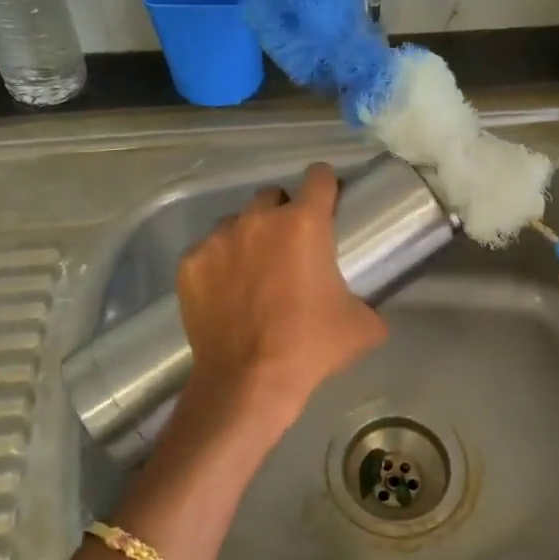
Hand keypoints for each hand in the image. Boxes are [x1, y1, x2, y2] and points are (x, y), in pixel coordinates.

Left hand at [173, 162, 389, 434]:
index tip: (327, 203)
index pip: (318, 177)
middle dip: (282, 214)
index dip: (325, 186)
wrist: (249, 382)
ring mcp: (218, 239)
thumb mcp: (362, 327)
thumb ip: (368, 302)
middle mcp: (258, 219)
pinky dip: (218, 265)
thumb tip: (367, 306)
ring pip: (236, 222)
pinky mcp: (190, 263)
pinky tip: (225, 294)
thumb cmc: (311, 347)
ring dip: (248, 238)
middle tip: (289, 249)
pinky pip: (207, 251)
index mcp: (304, 224)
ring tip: (253, 272)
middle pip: (272, 196)